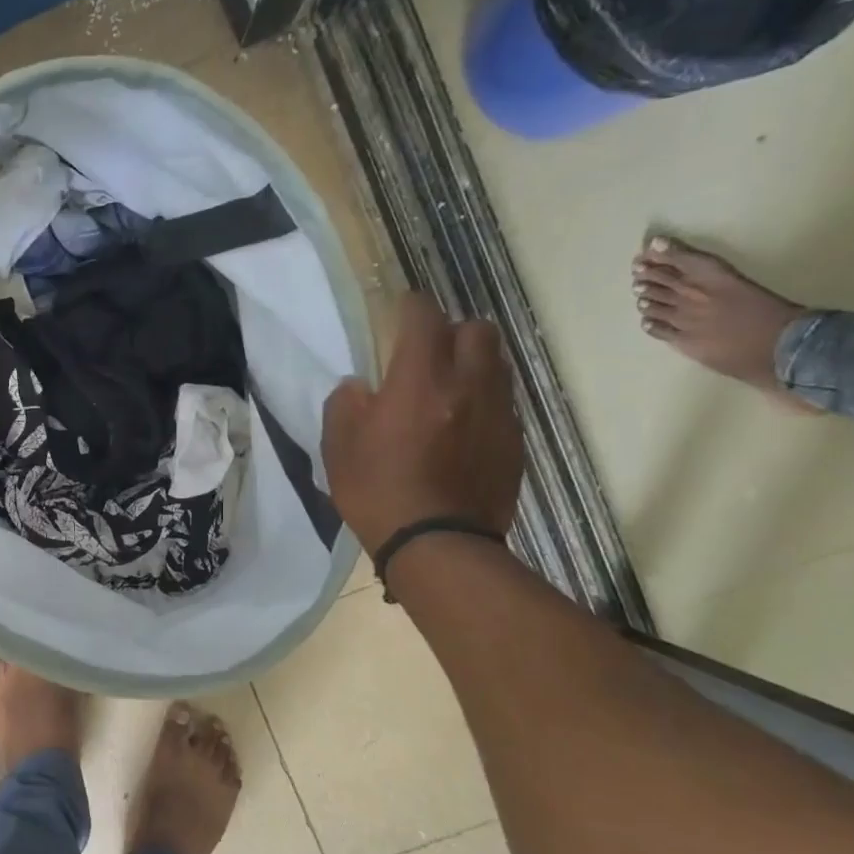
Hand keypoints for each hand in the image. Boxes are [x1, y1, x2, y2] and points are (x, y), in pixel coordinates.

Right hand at [321, 294, 522, 554]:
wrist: (438, 546)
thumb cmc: (378, 493)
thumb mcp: (338, 449)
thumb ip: (345, 405)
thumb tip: (360, 387)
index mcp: (420, 381)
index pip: (424, 317)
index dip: (410, 306)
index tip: (398, 312)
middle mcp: (468, 385)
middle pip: (477, 330)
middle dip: (452, 332)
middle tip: (427, 355)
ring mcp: (498, 413)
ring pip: (497, 364)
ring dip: (473, 364)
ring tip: (448, 390)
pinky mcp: (514, 442)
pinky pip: (503, 403)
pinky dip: (484, 402)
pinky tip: (462, 429)